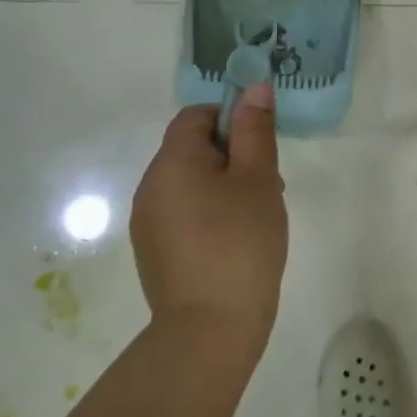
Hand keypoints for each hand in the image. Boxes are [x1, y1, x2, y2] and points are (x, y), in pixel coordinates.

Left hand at [131, 84, 287, 351]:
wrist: (210, 330)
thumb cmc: (241, 242)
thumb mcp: (258, 178)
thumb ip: (255, 129)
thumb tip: (254, 87)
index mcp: (171, 162)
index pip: (196, 115)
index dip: (231, 119)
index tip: (261, 147)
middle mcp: (150, 186)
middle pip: (192, 148)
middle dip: (233, 155)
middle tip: (268, 184)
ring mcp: (148, 222)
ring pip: (190, 181)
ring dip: (223, 184)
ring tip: (256, 215)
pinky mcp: (154, 251)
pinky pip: (183, 211)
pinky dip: (209, 212)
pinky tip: (235, 240)